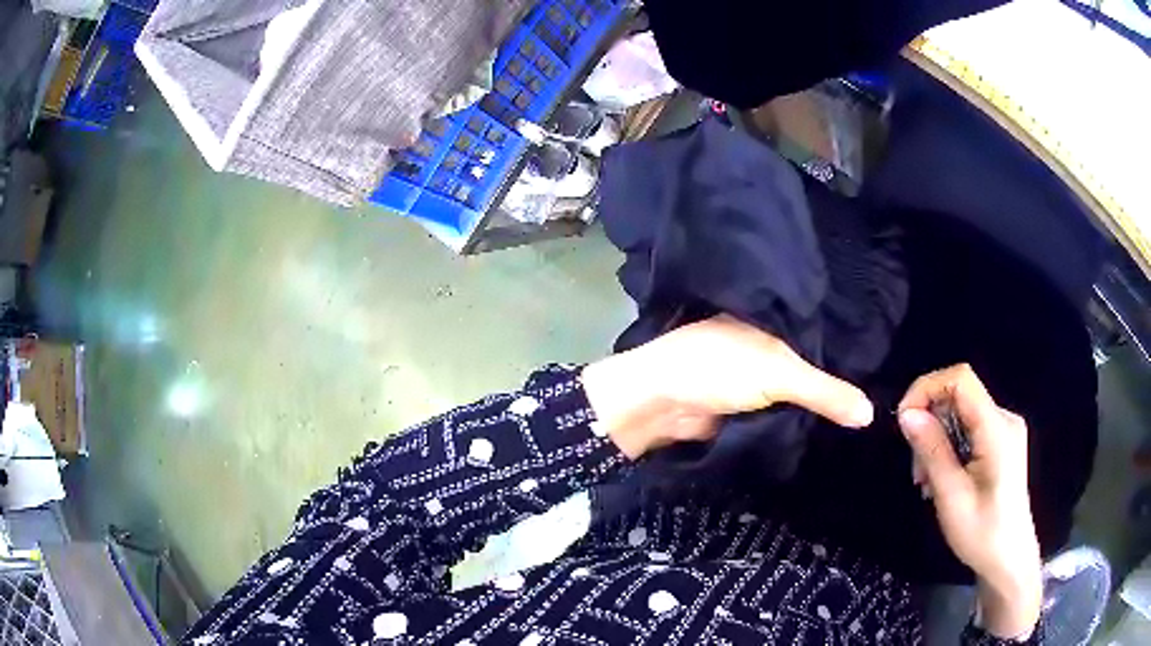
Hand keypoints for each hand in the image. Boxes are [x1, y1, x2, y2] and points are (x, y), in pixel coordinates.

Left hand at [581, 314, 873, 459]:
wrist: (661, 405)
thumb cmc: (718, 369)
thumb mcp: (779, 373)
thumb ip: (826, 392)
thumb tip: (872, 414)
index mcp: (774, 320)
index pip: (823, 331)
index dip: (853, 346)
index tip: (890, 364)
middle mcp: (768, 344)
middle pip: (813, 363)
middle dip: (840, 380)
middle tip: (887, 395)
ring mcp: (757, 377)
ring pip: (799, 391)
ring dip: (822, 404)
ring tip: (870, 413)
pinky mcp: (748, 406)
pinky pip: (784, 412)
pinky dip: (802, 420)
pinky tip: (834, 429)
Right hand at [898, 364, 1042, 639]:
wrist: (1008, 559)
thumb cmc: (981, 533)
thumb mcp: (951, 496)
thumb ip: (933, 451)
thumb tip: (907, 414)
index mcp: (997, 428)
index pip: (961, 379)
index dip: (927, 388)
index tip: (903, 421)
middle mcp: (1004, 419)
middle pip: (958, 397)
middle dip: (930, 424)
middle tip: (916, 470)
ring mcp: (1004, 430)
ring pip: (960, 415)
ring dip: (937, 441)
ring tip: (927, 482)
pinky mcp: (1001, 442)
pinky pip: (968, 429)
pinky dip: (949, 448)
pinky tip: (942, 479)